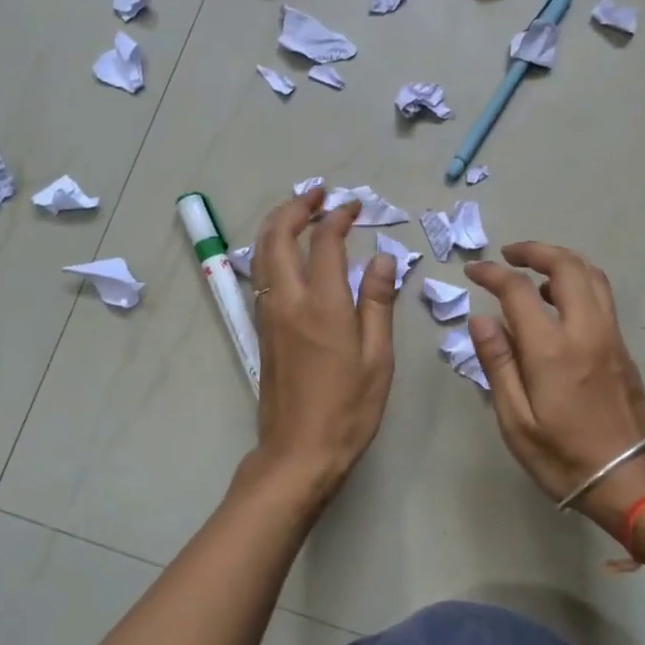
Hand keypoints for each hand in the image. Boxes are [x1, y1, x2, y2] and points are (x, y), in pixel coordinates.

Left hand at [249, 189, 397, 498]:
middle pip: (279, 235)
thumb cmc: (348, 409)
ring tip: (302, 212)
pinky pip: (262, 274)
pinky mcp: (262, 330)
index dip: (339, 216)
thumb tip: (383, 259)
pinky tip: (290, 253)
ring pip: (262, 252)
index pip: (325, 241)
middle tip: (320, 193)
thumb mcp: (377, 358)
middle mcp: (288, 300)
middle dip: (297, 206)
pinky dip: (273, 249)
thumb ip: (377, 303)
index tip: (354, 206)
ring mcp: (269, 314)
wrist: (299, 452)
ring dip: (279, 224)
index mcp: (323, 304)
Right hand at [465, 242, 644, 533]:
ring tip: (534, 269)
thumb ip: (498, 364)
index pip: (518, 291)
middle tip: (508, 254)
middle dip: (535, 250)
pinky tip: (558, 300)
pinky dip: (578, 281)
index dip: (492, 274)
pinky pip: (602, 296)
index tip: (472, 270)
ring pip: (592, 276)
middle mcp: (586, 331)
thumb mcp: (516, 421)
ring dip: (562, 260)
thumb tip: (481, 319)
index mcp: (552, 350)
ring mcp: (610, 337)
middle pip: (566, 266)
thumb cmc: (563, 458)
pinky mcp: (623, 349)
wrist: (631, 482)